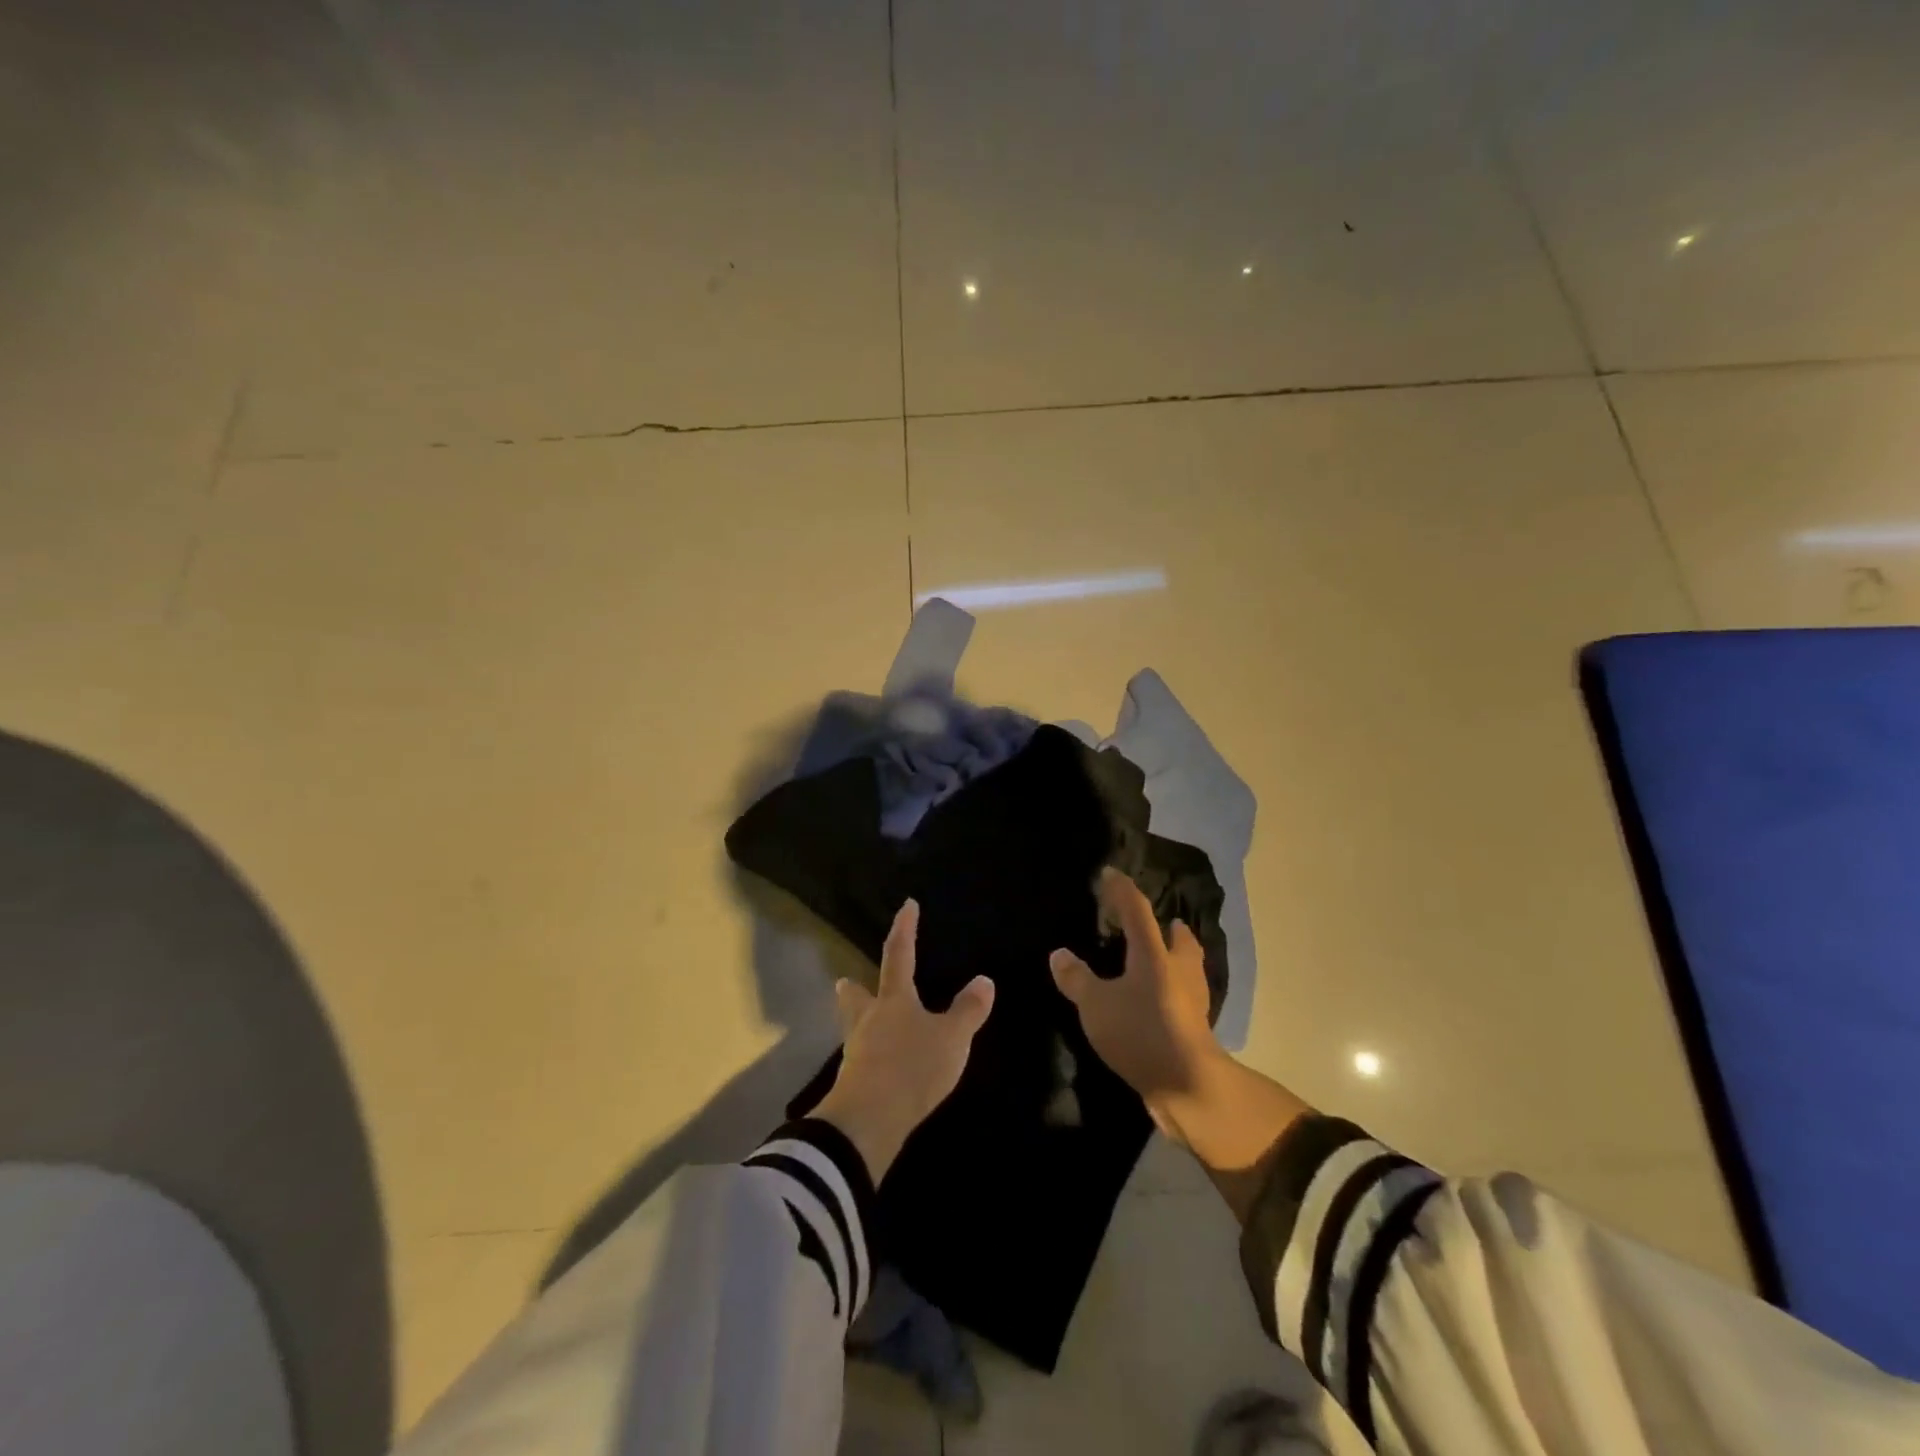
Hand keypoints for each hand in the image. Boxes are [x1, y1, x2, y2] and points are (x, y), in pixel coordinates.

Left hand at [815, 900, 994, 1182]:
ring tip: (863, 1021)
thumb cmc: (912, 1067)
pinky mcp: (853, 1082)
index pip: (899, 954)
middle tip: (845, 980)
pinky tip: (876, 1063)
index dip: (904, 929)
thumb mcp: (952, 1038)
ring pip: (853, 1027)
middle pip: (857, 996)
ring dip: (857, 1020)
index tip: (906, 905)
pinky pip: (860, 1058)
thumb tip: (984, 980)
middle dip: (854, 987)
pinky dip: (868, 1054)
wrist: (869, 1121)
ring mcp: (857, 1051)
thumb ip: (968, 1011)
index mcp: (894, 1000)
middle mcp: (870, 1019)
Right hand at [1054, 867, 1310, 1221]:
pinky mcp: (1196, 1027)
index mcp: (1154, 954)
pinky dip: (1176, 989)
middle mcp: (1178, 969)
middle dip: (1170, 928)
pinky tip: (1164, 1000)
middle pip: (1179, 939)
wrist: (1188, 1085)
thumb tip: (1059, 954)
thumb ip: (1077, 978)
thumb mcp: (1096, 1005)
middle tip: (1163, 922)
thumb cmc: (1141, 1032)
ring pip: (1188, 967)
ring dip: (1179, 957)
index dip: (1122, 890)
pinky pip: (1186, 995)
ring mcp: (1192, 999)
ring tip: (1165, 958)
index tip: (1111, 873)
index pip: (1137, 910)